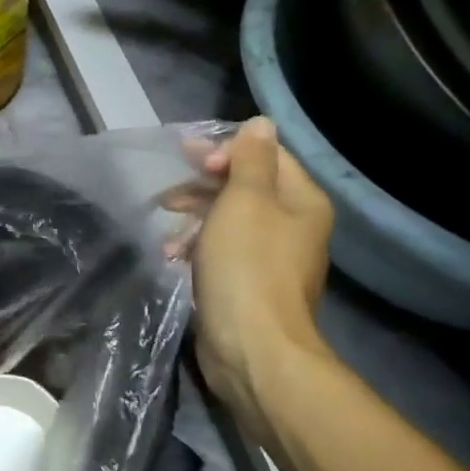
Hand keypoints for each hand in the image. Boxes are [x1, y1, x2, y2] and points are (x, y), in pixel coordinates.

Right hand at [187, 118, 333, 431]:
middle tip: (168, 195)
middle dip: (203, 187)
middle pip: (245, 188)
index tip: (186, 157)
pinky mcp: (249, 284)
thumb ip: (250, 159)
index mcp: (301, 201)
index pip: (265, 155)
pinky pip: (222, 252)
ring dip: (194, 221)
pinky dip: (197, 248)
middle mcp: (293, 226)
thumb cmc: (246, 265)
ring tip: (168, 235)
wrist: (252, 348)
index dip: (224, 151)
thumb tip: (261, 122)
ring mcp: (272, 258)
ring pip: (229, 221)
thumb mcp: (244, 201)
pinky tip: (173, 259)